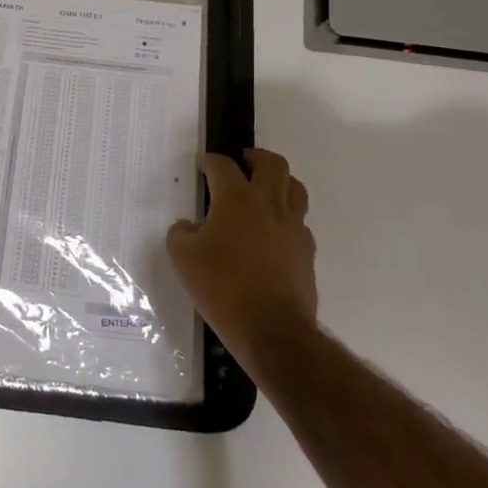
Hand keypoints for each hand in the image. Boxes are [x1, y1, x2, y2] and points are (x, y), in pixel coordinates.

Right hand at [167, 149, 317, 363]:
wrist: (272, 330)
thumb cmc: (222, 288)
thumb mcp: (183, 259)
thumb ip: (181, 234)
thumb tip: (188, 226)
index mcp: (236, 199)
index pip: (223, 166)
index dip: (210, 162)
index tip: (203, 166)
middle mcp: (269, 204)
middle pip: (272, 164)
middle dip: (255, 157)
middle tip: (243, 163)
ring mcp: (293, 226)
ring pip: (294, 188)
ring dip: (279, 181)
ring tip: (264, 190)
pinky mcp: (306, 250)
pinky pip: (299, 221)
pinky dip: (286, 216)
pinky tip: (272, 231)